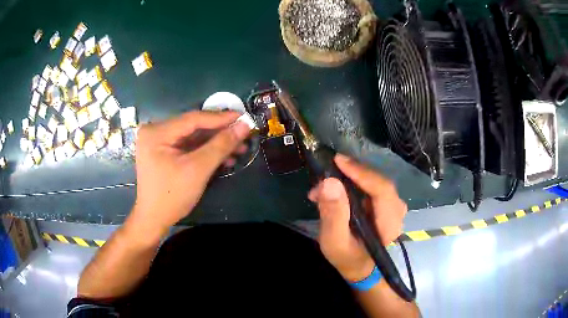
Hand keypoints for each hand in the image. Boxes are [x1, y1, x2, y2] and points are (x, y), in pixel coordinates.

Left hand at [128, 111, 250, 238]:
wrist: (154, 219)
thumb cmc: (172, 196)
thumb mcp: (198, 169)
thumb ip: (221, 145)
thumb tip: (244, 126)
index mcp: (157, 132)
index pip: (193, 118)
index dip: (220, 118)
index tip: (244, 117)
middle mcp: (155, 131)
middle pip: (193, 127)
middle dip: (220, 133)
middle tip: (244, 134)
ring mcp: (159, 141)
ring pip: (193, 137)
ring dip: (216, 143)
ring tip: (240, 148)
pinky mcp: (164, 151)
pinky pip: (188, 146)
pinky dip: (205, 151)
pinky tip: (224, 157)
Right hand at [308, 154, 406, 281]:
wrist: (359, 266)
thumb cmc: (347, 257)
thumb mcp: (334, 241)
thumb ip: (333, 214)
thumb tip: (329, 182)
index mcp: (389, 224)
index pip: (382, 190)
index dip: (361, 172)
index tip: (338, 161)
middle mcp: (397, 211)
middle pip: (378, 181)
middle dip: (351, 173)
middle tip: (326, 171)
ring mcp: (393, 205)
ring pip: (374, 181)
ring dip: (350, 177)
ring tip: (325, 184)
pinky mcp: (386, 202)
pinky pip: (371, 184)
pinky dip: (353, 182)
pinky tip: (335, 188)